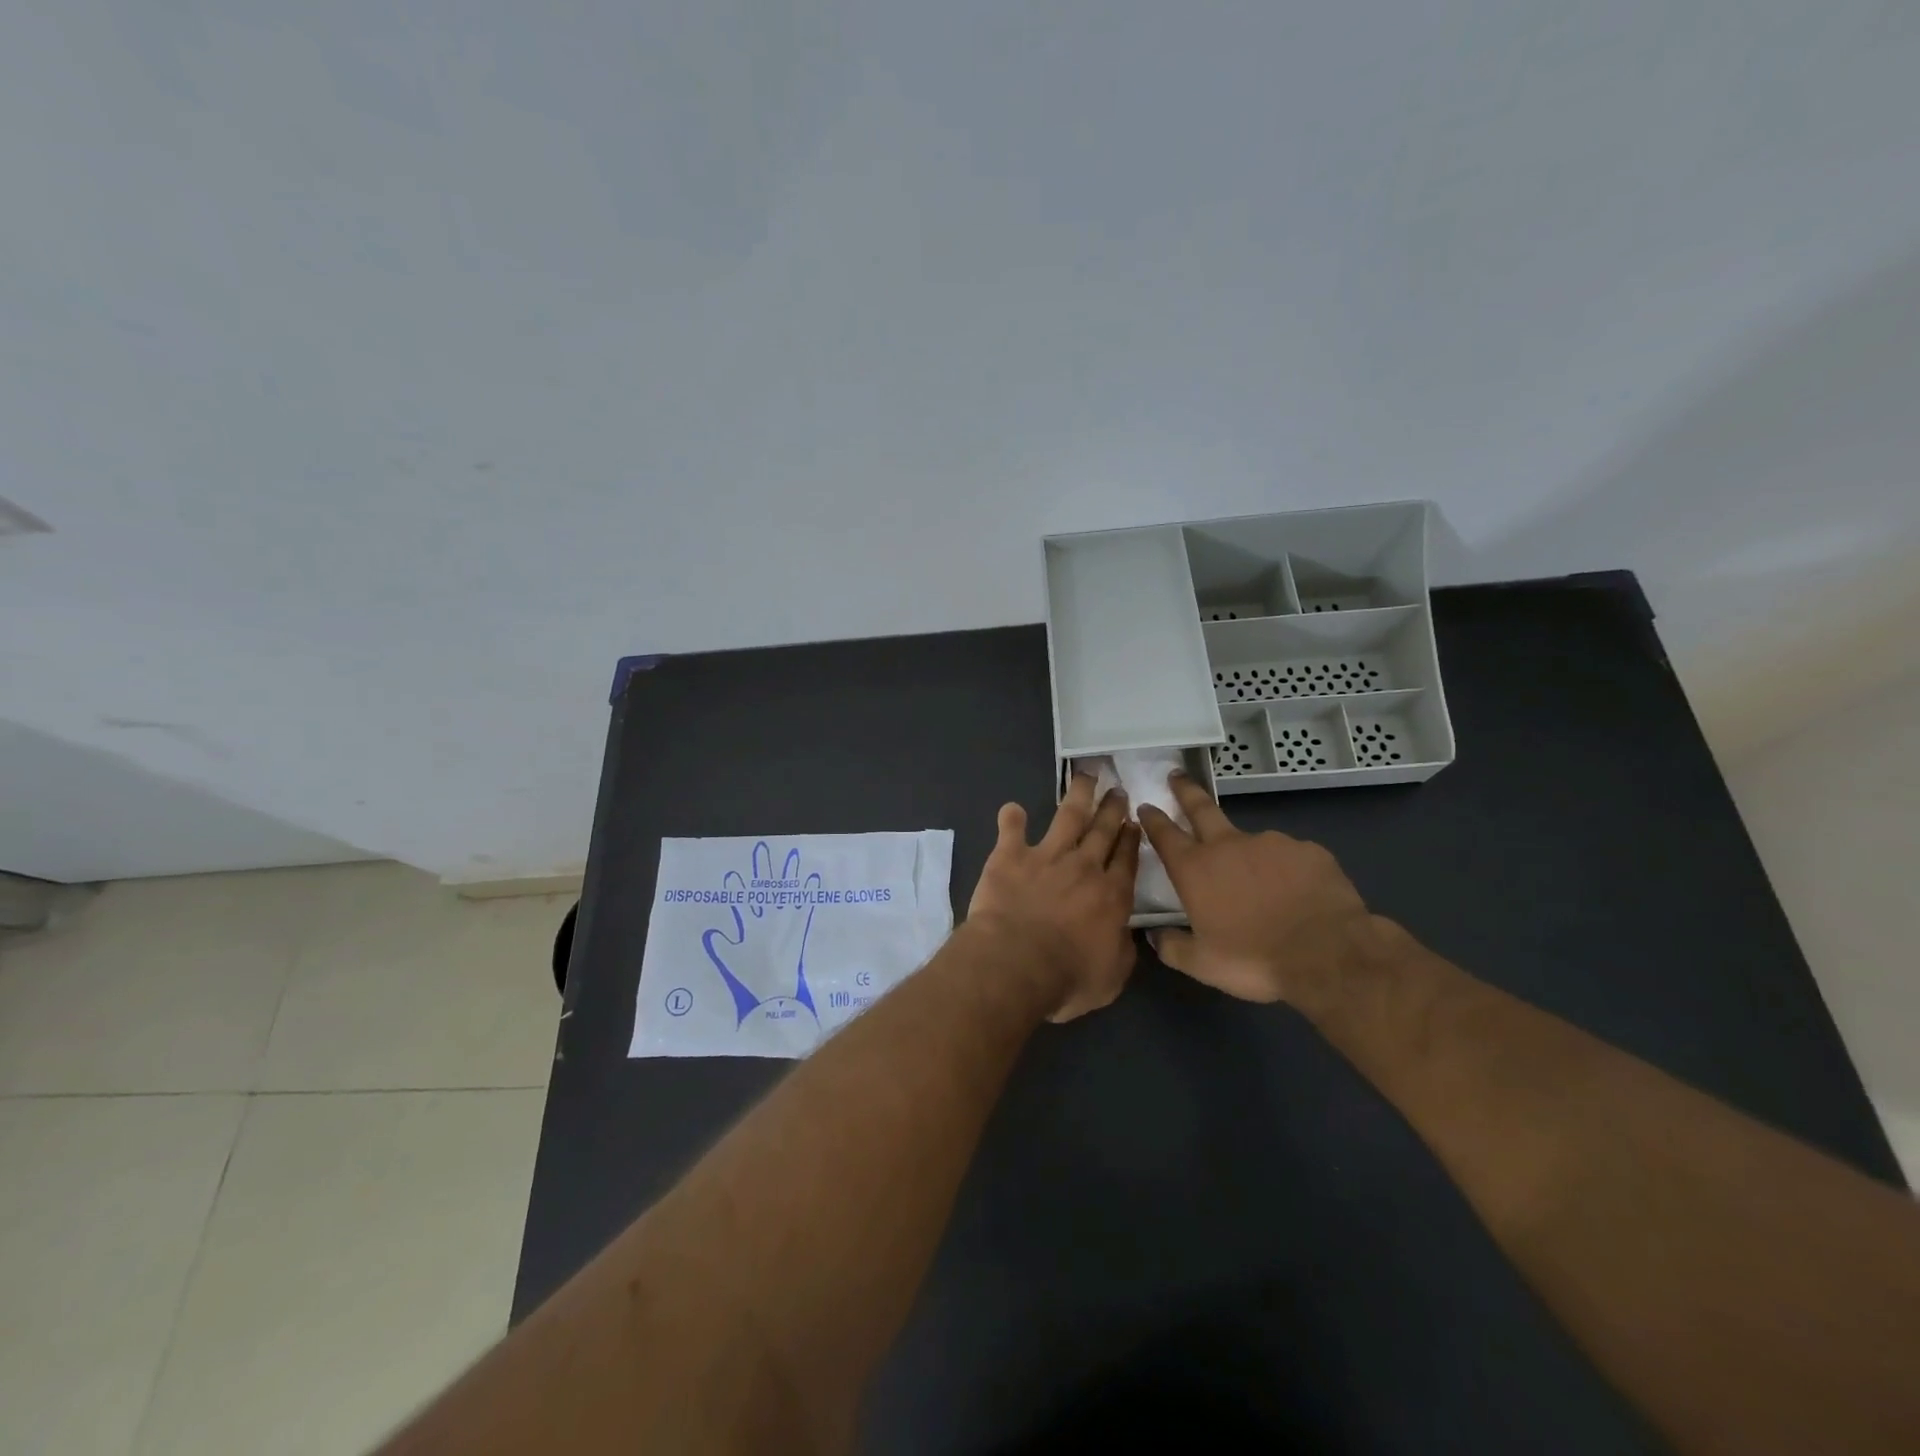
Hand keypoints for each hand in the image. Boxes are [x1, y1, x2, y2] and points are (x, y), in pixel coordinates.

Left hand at [967, 774, 1140, 1021]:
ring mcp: (1047, 856)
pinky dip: (1011, 818)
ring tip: (1085, 776)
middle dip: (1112, 808)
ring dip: (1078, 794)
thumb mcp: (1111, 977)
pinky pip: (1012, 830)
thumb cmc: (1067, 978)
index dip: (1131, 839)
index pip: (1127, 859)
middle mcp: (1084, 867)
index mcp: (1111, 895)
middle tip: (1118, 790)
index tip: (1134, 821)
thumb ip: (1122, 950)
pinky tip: (1012, 808)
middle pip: (1103, 830)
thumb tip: (1125, 935)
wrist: (1016, 962)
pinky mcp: (1011, 856)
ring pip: (1068, 816)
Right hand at [1137, 773, 1375, 1006]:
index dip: (1153, 818)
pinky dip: (1287, 871)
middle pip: (1201, 808)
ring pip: (1251, 843)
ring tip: (1261, 887)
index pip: (1165, 834)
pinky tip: (1296, 894)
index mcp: (1196, 870)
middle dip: (1186, 791)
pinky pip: (1290, 858)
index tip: (1145, 805)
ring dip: (1248, 855)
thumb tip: (1155, 936)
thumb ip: (1172, 947)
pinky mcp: (1310, 851)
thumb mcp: (1203, 965)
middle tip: (1176, 775)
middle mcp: (1229, 846)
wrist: (1329, 955)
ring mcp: (1272, 843)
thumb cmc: (1255, 960)